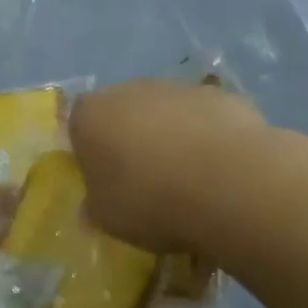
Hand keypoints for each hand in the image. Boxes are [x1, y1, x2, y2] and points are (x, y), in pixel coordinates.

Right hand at [69, 80, 265, 253]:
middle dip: (132, 139)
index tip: (105, 179)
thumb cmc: (150, 201)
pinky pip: (205, 119)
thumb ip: (95, 205)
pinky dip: (209, 138)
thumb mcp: (107, 218)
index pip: (79, 124)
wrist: (228, 184)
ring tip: (190, 181)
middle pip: (124, 112)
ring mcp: (178, 89)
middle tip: (147, 181)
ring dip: (172, 137)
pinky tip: (222, 172)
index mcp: (91, 115)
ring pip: (167, 113)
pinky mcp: (222, 96)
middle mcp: (129, 90)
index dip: (91, 151)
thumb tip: (94, 204)